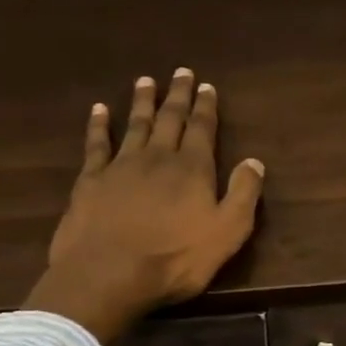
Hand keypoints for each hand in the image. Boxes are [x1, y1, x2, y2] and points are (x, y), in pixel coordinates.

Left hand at [27, 69, 264, 342]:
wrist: (109, 273)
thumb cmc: (175, 259)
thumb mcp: (227, 233)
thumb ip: (243, 195)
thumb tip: (254, 161)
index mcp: (193, 169)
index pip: (202, 130)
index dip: (206, 107)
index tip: (207, 86)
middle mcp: (158, 157)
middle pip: (170, 119)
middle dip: (178, 96)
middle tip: (181, 72)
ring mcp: (121, 166)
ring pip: (135, 125)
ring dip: (143, 102)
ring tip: (146, 81)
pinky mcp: (91, 180)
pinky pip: (97, 144)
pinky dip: (99, 125)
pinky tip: (100, 110)